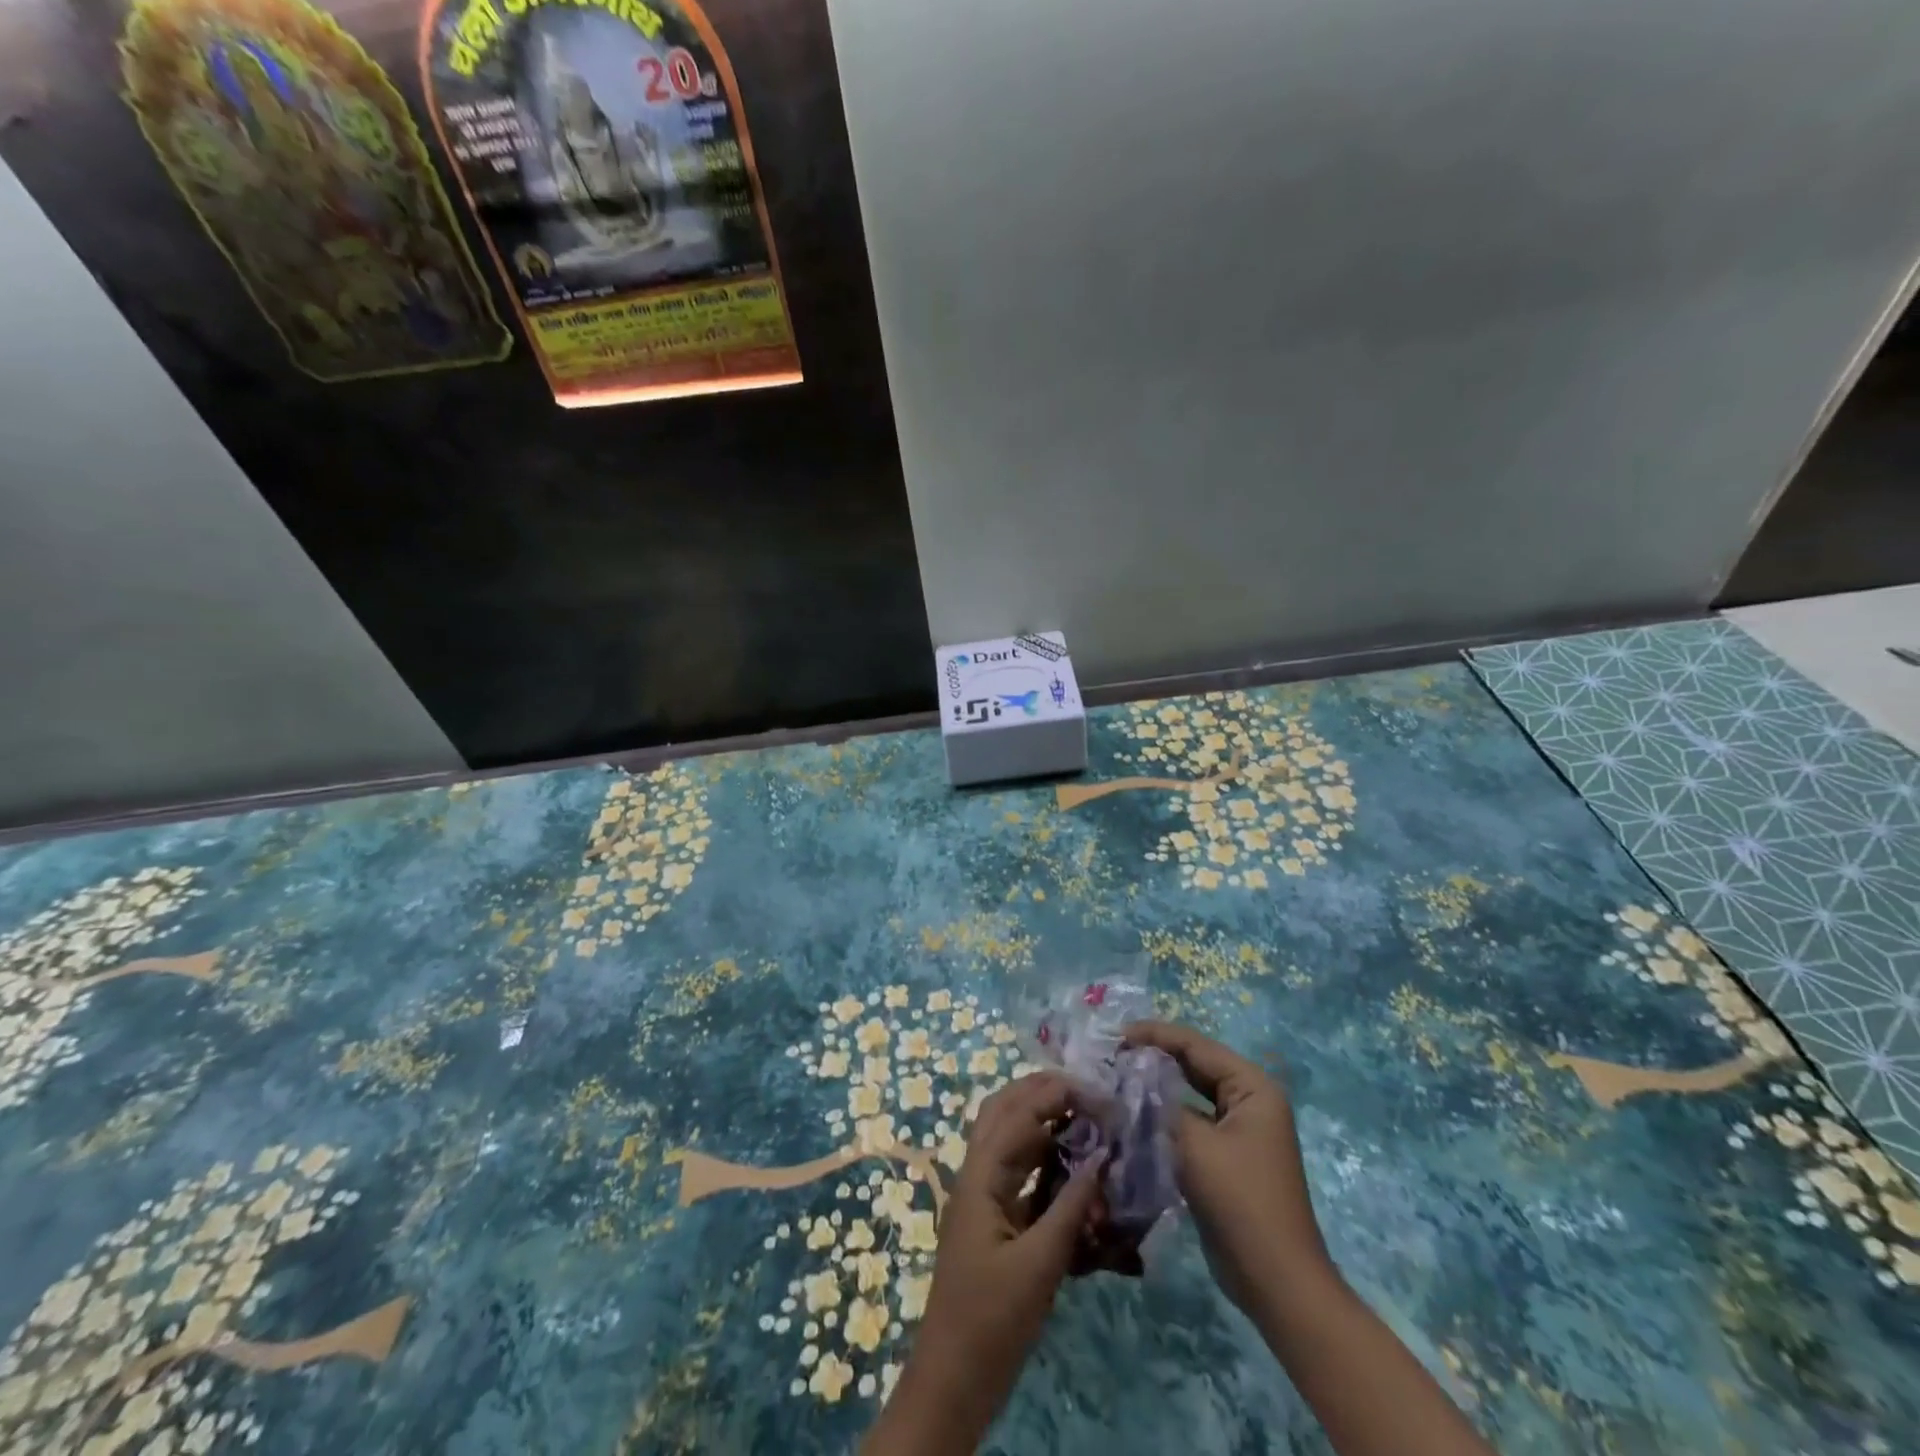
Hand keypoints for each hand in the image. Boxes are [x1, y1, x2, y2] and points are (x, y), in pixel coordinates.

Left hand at [862, 1072, 1102, 1454]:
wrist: (953, 1378)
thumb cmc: (993, 1321)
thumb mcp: (1039, 1265)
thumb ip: (1071, 1207)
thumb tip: (1102, 1157)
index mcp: (980, 1175)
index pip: (1019, 1114)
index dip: (1058, 1095)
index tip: (1100, 1093)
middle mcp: (976, 1172)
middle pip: (1003, 1109)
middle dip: (1042, 1090)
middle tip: (1087, 1090)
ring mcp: (982, 1193)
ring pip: (1008, 1134)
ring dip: (1041, 1116)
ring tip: (1082, 1111)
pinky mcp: (993, 1216)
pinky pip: (1016, 1167)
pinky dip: (1042, 1152)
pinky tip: (1070, 1157)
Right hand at [1122, 1021, 1329, 1314]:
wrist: (1276, 1282)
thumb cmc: (1241, 1202)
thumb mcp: (1196, 1146)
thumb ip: (1158, 1106)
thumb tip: (1124, 1083)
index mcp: (1252, 1087)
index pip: (1195, 1046)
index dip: (1154, 1035)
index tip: (1113, 1035)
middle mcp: (1248, 1101)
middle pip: (1193, 1066)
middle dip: (1152, 1058)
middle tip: (1109, 1055)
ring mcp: (1238, 1130)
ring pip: (1188, 1095)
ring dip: (1155, 1088)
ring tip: (1114, 1080)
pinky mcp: (1225, 1157)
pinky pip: (1189, 1123)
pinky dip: (1162, 1117)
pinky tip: (1131, 1116)